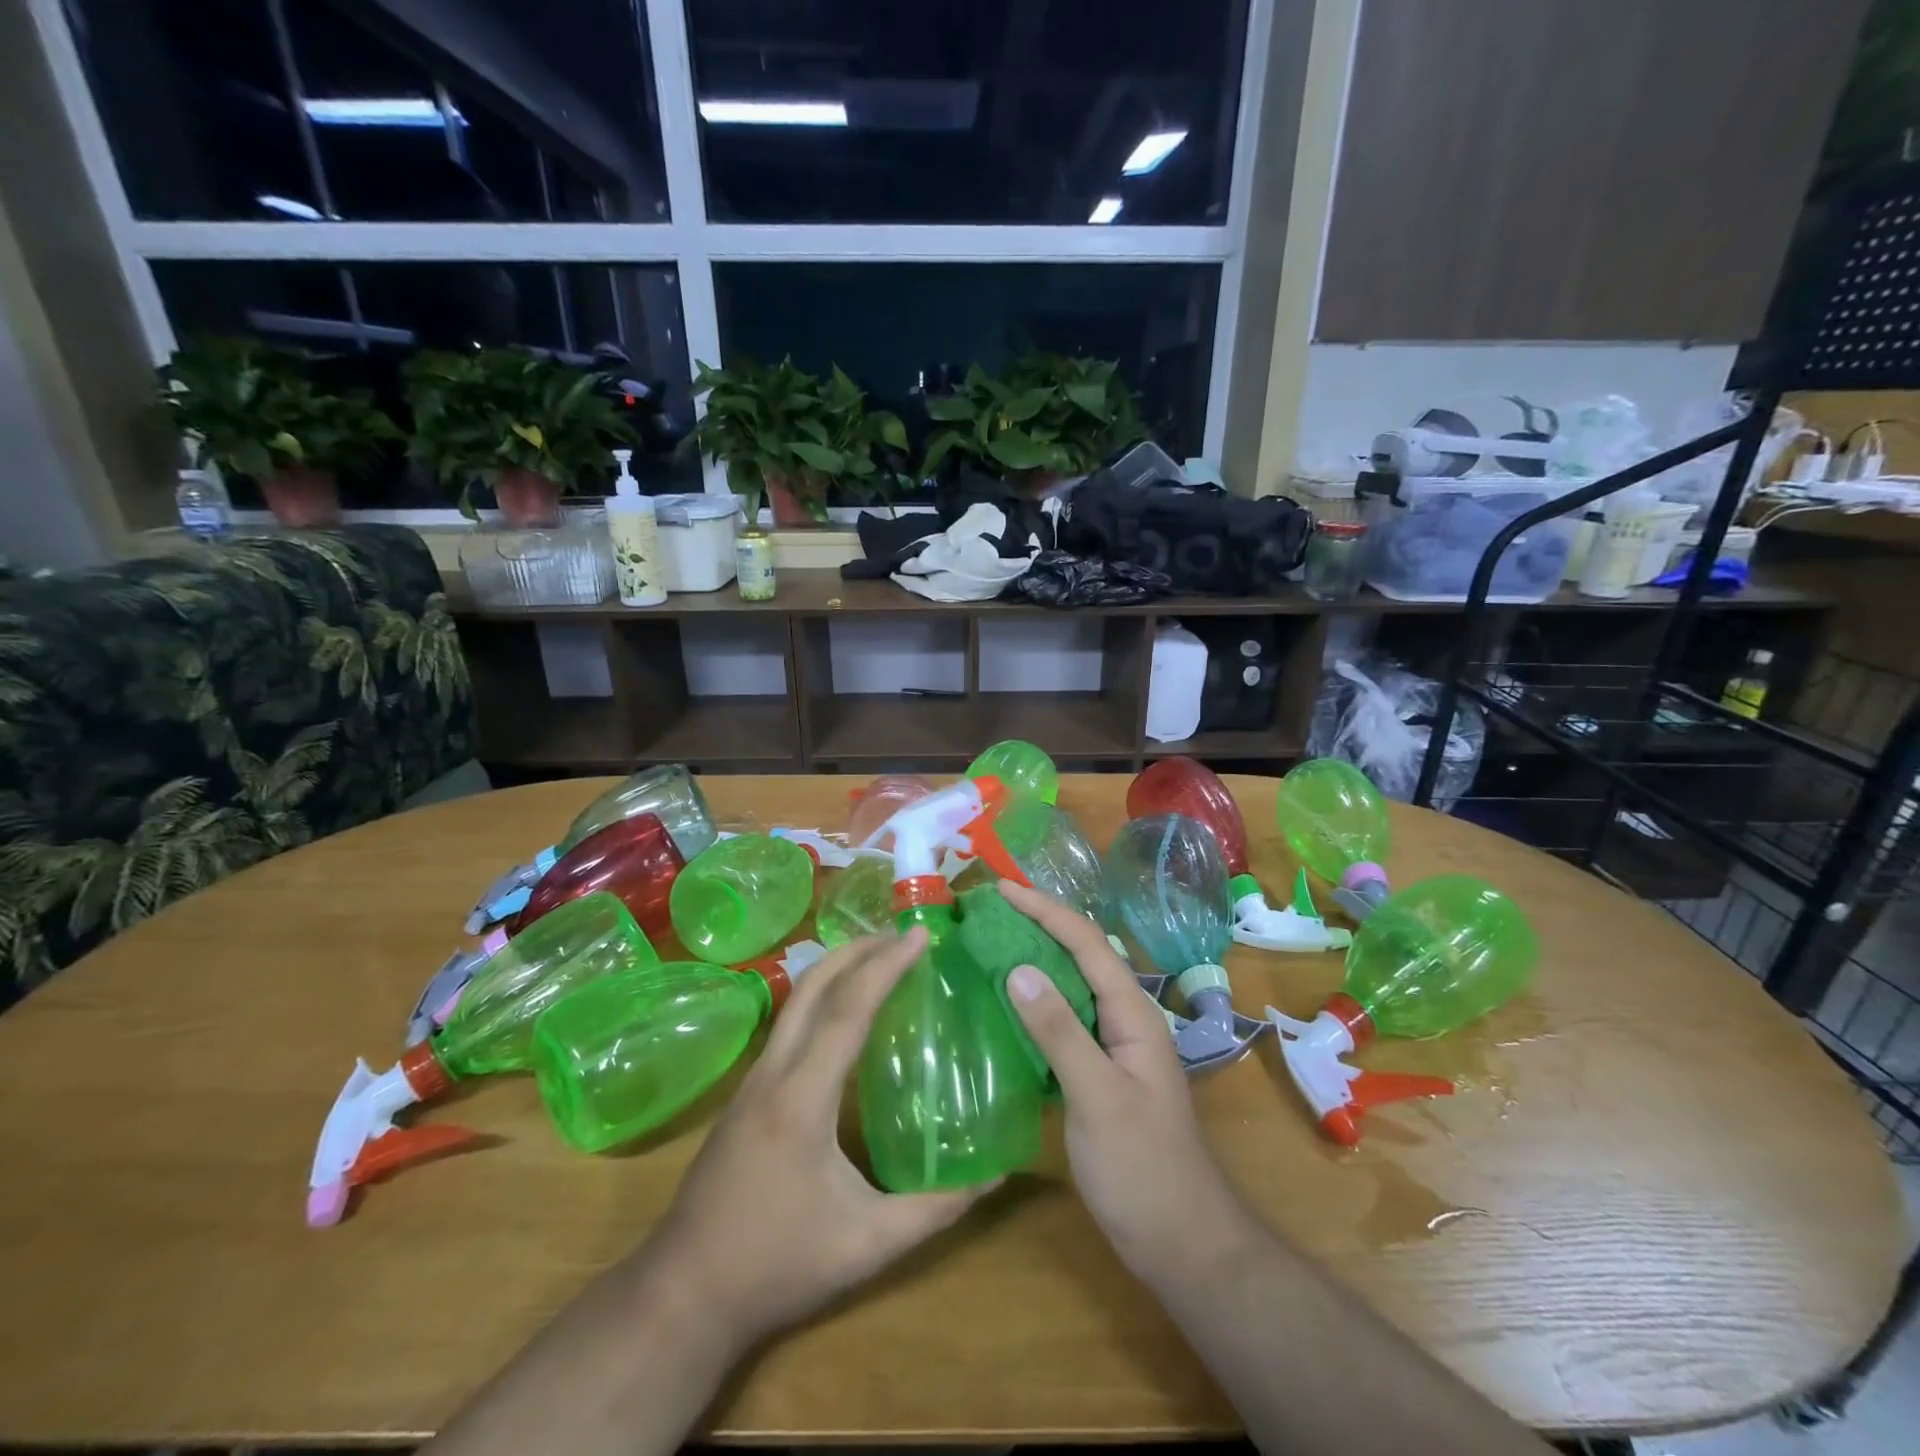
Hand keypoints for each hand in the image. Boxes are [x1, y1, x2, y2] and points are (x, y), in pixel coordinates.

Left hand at [628, 928, 997, 1352]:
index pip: (848, 1010)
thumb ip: (935, 1209)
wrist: (682, 1295)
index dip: (886, 966)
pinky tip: (843, 1016)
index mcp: (802, 1097)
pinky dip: (821, 999)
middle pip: (813, 987)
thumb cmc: (777, 1266)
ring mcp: (752, 1081)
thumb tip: (994, 1176)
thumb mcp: (867, 1246)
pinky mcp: (745, 1094)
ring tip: (879, 959)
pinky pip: (787, 1025)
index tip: (919, 935)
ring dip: (836, 970)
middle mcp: (773, 1073)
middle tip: (902, 934)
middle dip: (857, 949)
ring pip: (795, 1002)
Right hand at [997, 881, 1254, 1273]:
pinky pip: (1064, 1021)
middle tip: (989, 912)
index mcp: (1133, 1013)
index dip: (1045, 910)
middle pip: (1080, 956)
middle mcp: (1126, 1019)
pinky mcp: (1100, 1073)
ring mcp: (1114, 1047)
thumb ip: (1059, 1032)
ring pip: (1072, 987)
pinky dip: (1035, 1004)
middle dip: (1039, 925)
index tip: (1001, 889)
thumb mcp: (1097, 1097)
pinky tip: (1005, 1008)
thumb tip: (1017, 969)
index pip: (1087, 943)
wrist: (1183, 1242)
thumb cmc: (1143, 1169)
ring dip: (1035, 961)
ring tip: (990, 945)